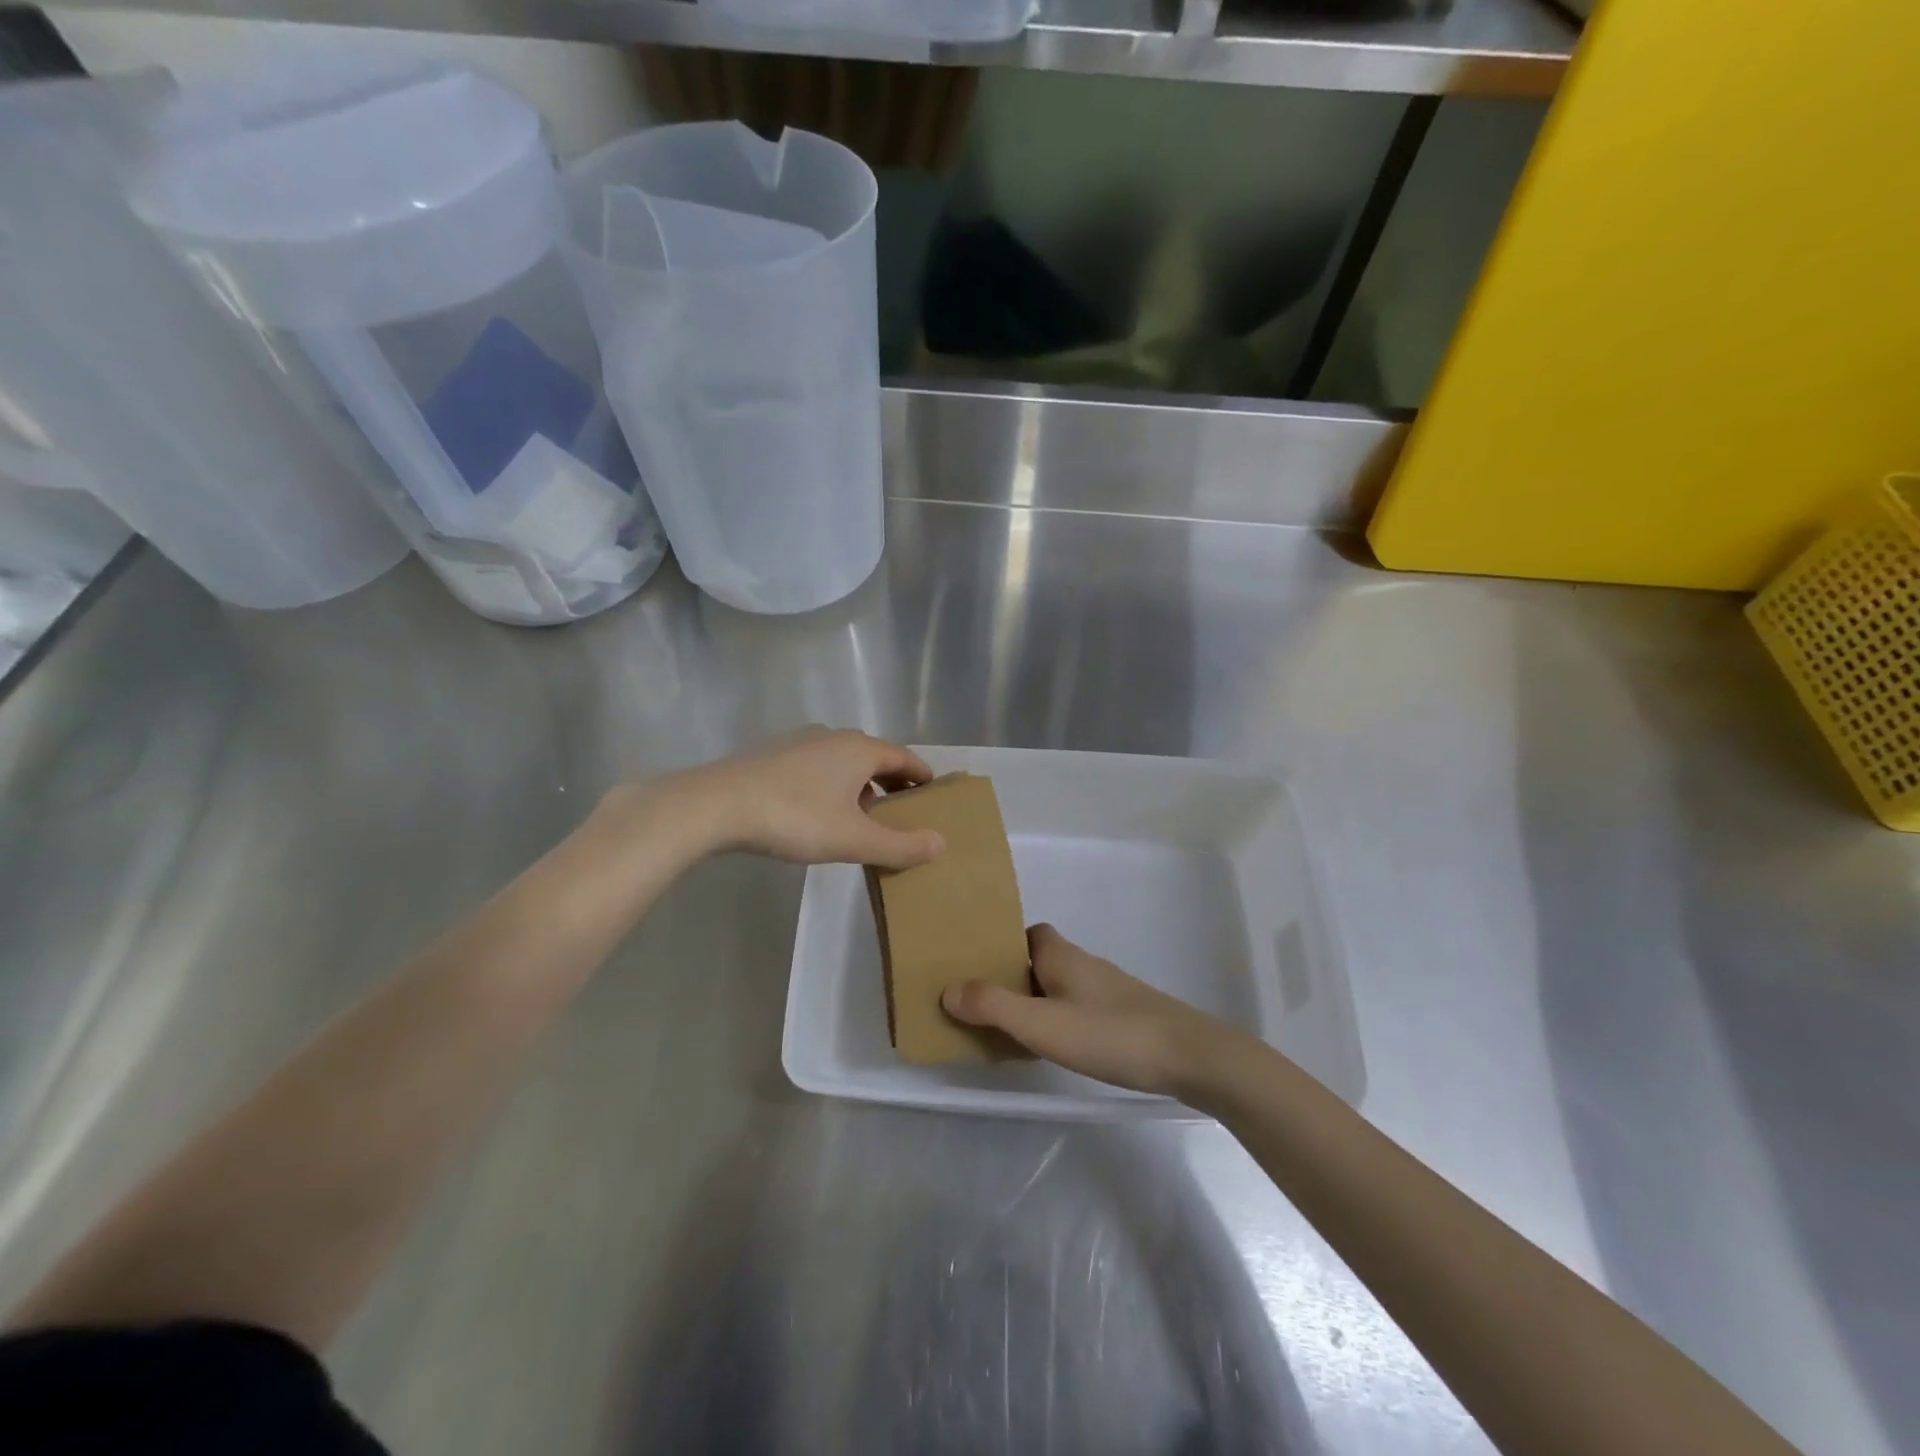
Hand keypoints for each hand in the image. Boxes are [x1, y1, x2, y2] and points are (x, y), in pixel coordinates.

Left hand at [671, 727, 945, 869]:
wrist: (718, 805)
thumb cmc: (796, 817)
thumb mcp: (854, 839)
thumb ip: (900, 844)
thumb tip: (940, 843)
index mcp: (860, 749)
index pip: (903, 757)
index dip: (921, 776)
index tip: (932, 794)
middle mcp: (833, 736)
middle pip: (874, 757)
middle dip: (891, 783)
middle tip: (901, 812)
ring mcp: (800, 742)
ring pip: (843, 762)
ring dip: (859, 786)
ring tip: (861, 818)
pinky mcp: (773, 755)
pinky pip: (817, 767)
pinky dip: (831, 785)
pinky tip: (818, 813)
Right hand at [941, 925, 1246, 1098]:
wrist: (1190, 1056)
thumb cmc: (1110, 1033)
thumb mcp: (1042, 1024)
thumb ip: (993, 1007)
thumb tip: (947, 989)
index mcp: (1061, 955)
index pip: (1028, 933)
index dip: (1003, 945)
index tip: (977, 966)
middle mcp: (1084, 964)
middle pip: (1041, 960)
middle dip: (1014, 976)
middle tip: (984, 1004)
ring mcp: (1109, 990)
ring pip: (1061, 985)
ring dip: (1036, 999)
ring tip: (1010, 1030)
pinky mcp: (1126, 1015)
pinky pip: (1079, 1007)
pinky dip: (1060, 1018)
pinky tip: (1057, 1047)